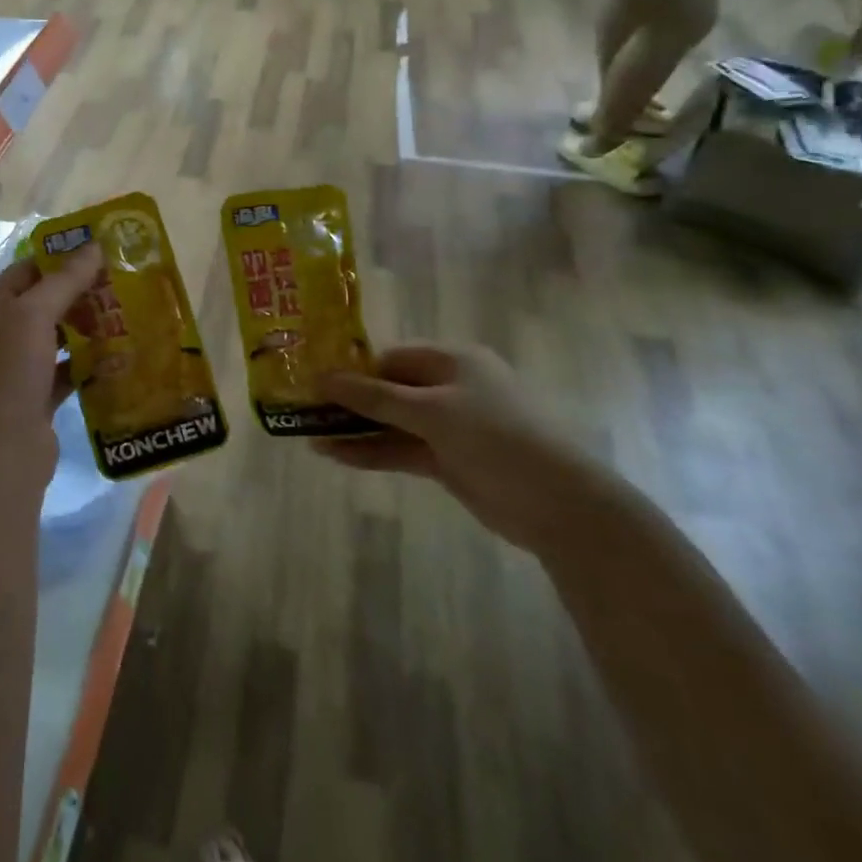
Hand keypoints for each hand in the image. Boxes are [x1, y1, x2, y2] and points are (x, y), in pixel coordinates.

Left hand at [0, 244, 102, 477]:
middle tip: (124, 281)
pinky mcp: (37, 400)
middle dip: (80, 292)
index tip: (102, 250)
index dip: (60, 257)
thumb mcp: (32, 318)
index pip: (26, 270)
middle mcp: (0, 336)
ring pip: (57, 338)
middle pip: (44, 303)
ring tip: (128, 313)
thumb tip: (93, 245)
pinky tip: (119, 356)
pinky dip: (89, 364)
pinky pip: (67, 372)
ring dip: (88, 327)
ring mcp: (17, 370)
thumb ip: (63, 281)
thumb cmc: (8, 378)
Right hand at [319, 344, 602, 552]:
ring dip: (354, 430)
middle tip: (303, 407)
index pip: (391, 357)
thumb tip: (321, 378)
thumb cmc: (496, 437)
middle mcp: (449, 388)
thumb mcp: (431, 411)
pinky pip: (400, 450)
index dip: (352, 367)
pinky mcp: (446, 461)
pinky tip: (335, 456)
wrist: (558, 504)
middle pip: (388, 389)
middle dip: (348, 401)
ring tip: (308, 435)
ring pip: (391, 423)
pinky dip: (371, 453)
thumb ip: (374, 397)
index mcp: (452, 361)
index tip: (312, 378)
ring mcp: (448, 427)